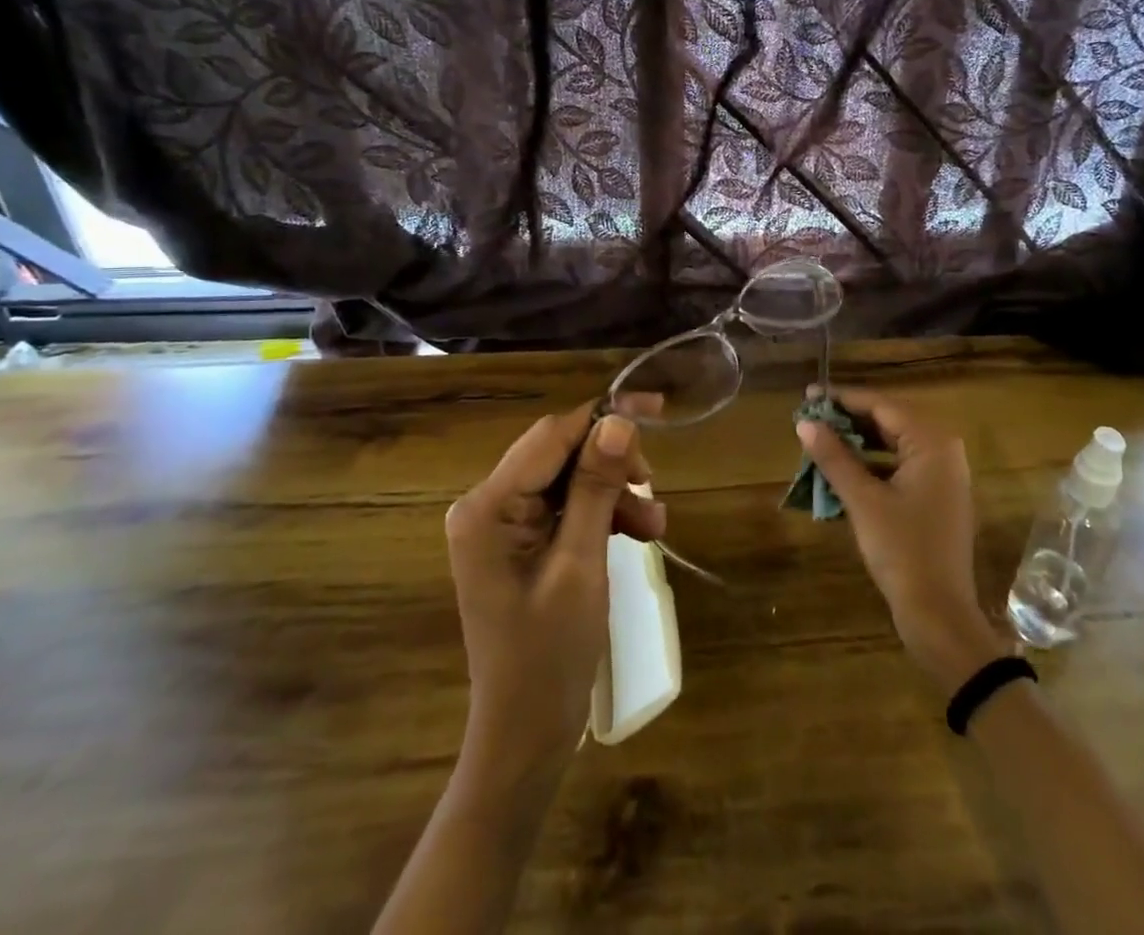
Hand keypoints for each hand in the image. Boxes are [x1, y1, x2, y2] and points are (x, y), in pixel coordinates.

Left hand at [444, 404, 664, 793]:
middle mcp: (487, 505)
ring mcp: (501, 524)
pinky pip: (566, 507)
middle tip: (655, 486)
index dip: (604, 417)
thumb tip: (619, 420)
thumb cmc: (549, 656)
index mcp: (488, 507)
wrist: (525, 736)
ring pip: (568, 479)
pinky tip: (637, 534)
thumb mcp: (581, 565)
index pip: (551, 436)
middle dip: (612, 464)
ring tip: (655, 526)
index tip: (657, 409)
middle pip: (559, 454)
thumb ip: (596, 487)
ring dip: (613, 493)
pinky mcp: (519, 542)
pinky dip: (603, 514)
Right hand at [797, 387, 1003, 689]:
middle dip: (849, 419)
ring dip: (857, 443)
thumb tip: (805, 423)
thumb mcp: (863, 500)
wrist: (939, 615)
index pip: (881, 406)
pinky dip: (871, 465)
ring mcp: (942, 476)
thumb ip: (834, 457)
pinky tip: (842, 471)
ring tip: (820, 440)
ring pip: (893, 445)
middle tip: (810, 416)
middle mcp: (943, 451)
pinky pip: (899, 467)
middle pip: (889, 422)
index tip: (809, 395)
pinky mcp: (936, 497)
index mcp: (932, 443)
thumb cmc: (903, 550)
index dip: (843, 398)